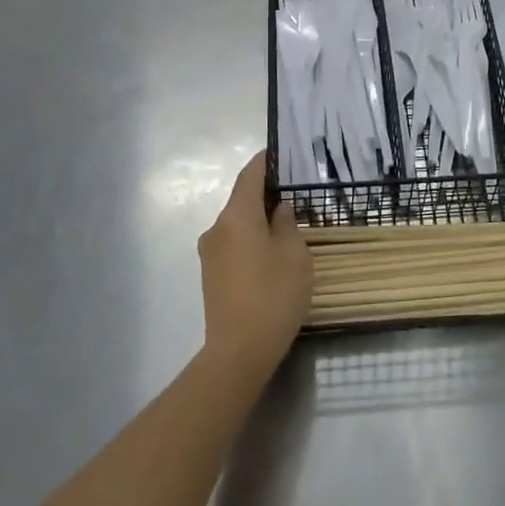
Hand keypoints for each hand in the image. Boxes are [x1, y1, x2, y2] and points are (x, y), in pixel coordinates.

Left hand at [196, 152, 313, 382]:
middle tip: (294, 192)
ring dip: (258, 220)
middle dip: (265, 193)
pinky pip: (233, 244)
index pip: (249, 176)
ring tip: (287, 225)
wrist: (238, 352)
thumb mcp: (294, 255)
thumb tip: (278, 209)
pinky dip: (251, 239)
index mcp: (236, 217)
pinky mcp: (211, 276)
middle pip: (241, 200)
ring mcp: (210, 254)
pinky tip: (271, 253)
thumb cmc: (273, 296)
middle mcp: (217, 229)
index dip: (265, 162)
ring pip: (237, 224)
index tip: (281, 153)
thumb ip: (287, 225)